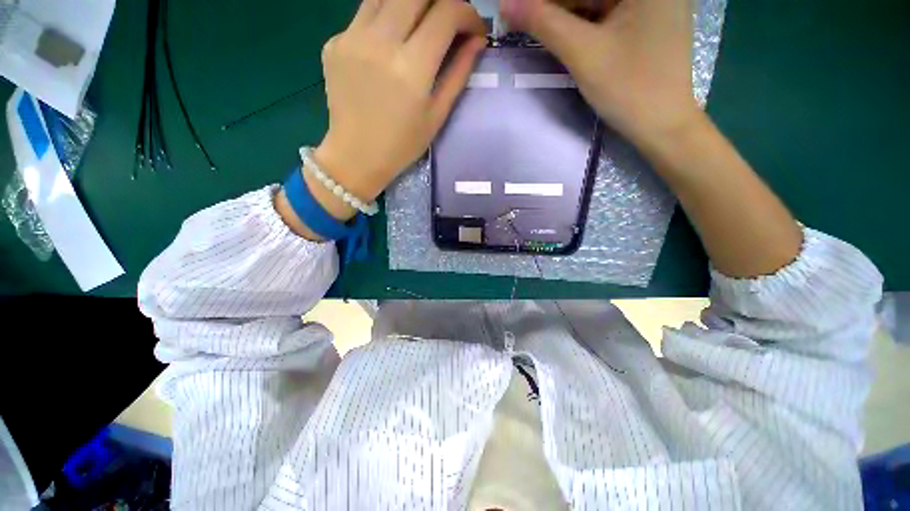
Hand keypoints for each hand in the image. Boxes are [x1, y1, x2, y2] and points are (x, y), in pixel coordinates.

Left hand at [314, 0, 486, 202]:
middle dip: (441, 2)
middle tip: (448, 22)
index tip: (473, 29)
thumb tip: (477, 40)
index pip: (446, 12)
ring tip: (421, 26)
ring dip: (412, 4)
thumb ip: (458, 74)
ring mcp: (352, 37)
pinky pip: (365, 13)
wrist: (356, 156)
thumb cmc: (402, 145)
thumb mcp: (437, 116)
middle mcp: (380, 42)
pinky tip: (391, 42)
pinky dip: (386, 17)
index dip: (467, 13)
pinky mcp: (335, 41)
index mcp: (411, 68)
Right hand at [501, 0, 701, 149]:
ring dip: (567, 13)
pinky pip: (609, 13)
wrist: (662, 125)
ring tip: (537, 25)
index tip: (519, 8)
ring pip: (598, 1)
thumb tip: (506, 4)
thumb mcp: (584, 54)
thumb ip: (545, 24)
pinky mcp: (650, 20)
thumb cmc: (629, 89)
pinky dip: (584, 22)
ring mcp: (655, 2)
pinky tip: (563, 31)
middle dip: (558, 6)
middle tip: (523, 17)